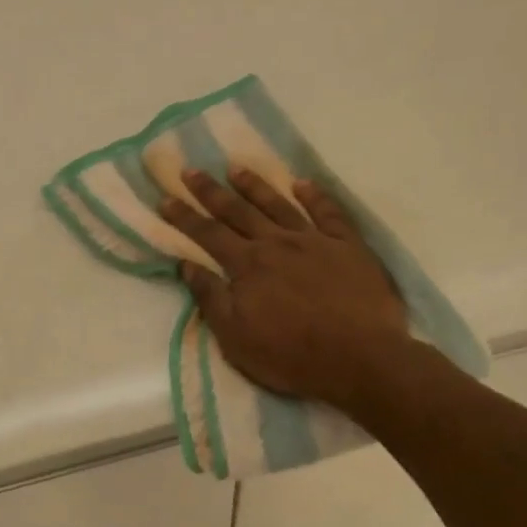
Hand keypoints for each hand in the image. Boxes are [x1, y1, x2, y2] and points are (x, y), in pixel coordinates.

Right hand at [158, 169, 411, 410]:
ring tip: (236, 168)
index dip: (184, 217)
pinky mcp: (348, 246)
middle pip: (238, 212)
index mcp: (247, 266)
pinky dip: (314, 195)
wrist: (361, 358)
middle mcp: (277, 243)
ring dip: (255, 185)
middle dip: (211, 192)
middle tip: (191, 171)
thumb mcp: (236, 338)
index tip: (165, 198)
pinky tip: (302, 183)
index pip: (208, 235)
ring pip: (278, 205)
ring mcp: (315, 241)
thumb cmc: (292, 356)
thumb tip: (186, 265)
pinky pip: (328, 212)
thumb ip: (211, 298)